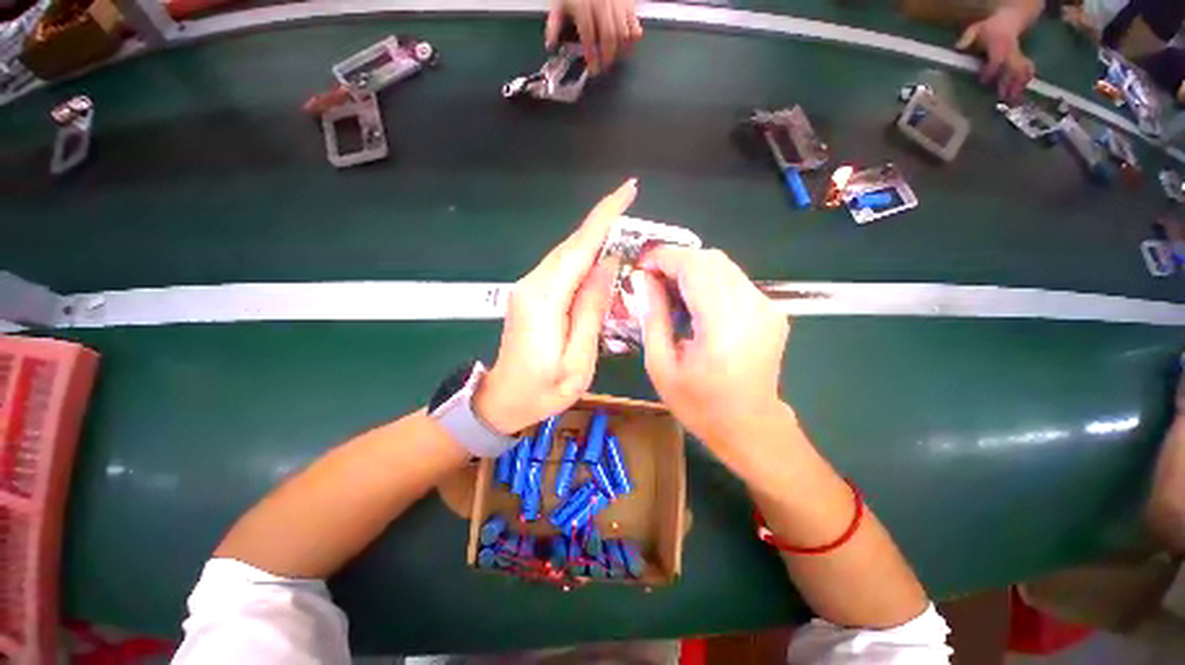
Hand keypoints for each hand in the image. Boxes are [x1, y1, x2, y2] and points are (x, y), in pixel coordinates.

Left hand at [475, 179, 636, 434]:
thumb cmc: (542, 391)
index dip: (604, 218)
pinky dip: (584, 260)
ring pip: (567, 255)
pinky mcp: (531, 294)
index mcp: (544, 301)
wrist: (502, 400)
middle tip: (635, 212)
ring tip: (625, 237)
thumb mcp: (578, 361)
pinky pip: (562, 269)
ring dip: (595, 243)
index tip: (628, 190)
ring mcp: (528, 288)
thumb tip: (607, 266)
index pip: (578, 249)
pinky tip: (602, 264)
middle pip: (572, 246)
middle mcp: (533, 285)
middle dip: (603, 225)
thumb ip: (591, 312)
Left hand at [546, 0, 642, 75]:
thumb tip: (550, 45)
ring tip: (614, 58)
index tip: (593, 68)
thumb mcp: (560, 3)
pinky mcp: (627, 2)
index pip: (588, 34)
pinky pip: (634, 22)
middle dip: (607, 56)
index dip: (591, 54)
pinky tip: (627, 45)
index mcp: (583, 6)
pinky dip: (632, 36)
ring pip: (622, 31)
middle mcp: (602, 4)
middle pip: (609, 36)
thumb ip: (554, 24)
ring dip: (620, 49)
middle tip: (604, 67)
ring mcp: (616, 3)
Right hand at [637, 247, 789, 454]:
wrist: (750, 426)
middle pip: (711, 259)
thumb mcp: (661, 366)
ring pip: (724, 266)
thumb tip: (643, 280)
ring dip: (693, 271)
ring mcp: (767, 307)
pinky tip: (696, 304)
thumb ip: (652, 317)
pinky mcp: (772, 310)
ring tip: (671, 292)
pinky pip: (735, 280)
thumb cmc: (700, 404)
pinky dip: (710, 282)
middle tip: (653, 281)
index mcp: (723, 326)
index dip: (665, 257)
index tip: (642, 265)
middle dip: (677, 261)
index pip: (694, 267)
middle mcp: (752, 308)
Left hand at [956, 7, 1035, 101]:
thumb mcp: (976, 29)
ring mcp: (1018, 56)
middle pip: (1012, 69)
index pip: (996, 60)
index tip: (983, 82)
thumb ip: (967, 37)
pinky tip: (1021, 95)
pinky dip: (1025, 83)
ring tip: (1013, 102)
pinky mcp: (1023, 60)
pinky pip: (1027, 72)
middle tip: (1003, 99)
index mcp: (999, 44)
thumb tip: (957, 48)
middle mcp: (1011, 51)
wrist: (1009, 21)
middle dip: (1008, 84)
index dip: (990, 71)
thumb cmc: (988, 29)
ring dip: (1018, 87)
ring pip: (1022, 72)